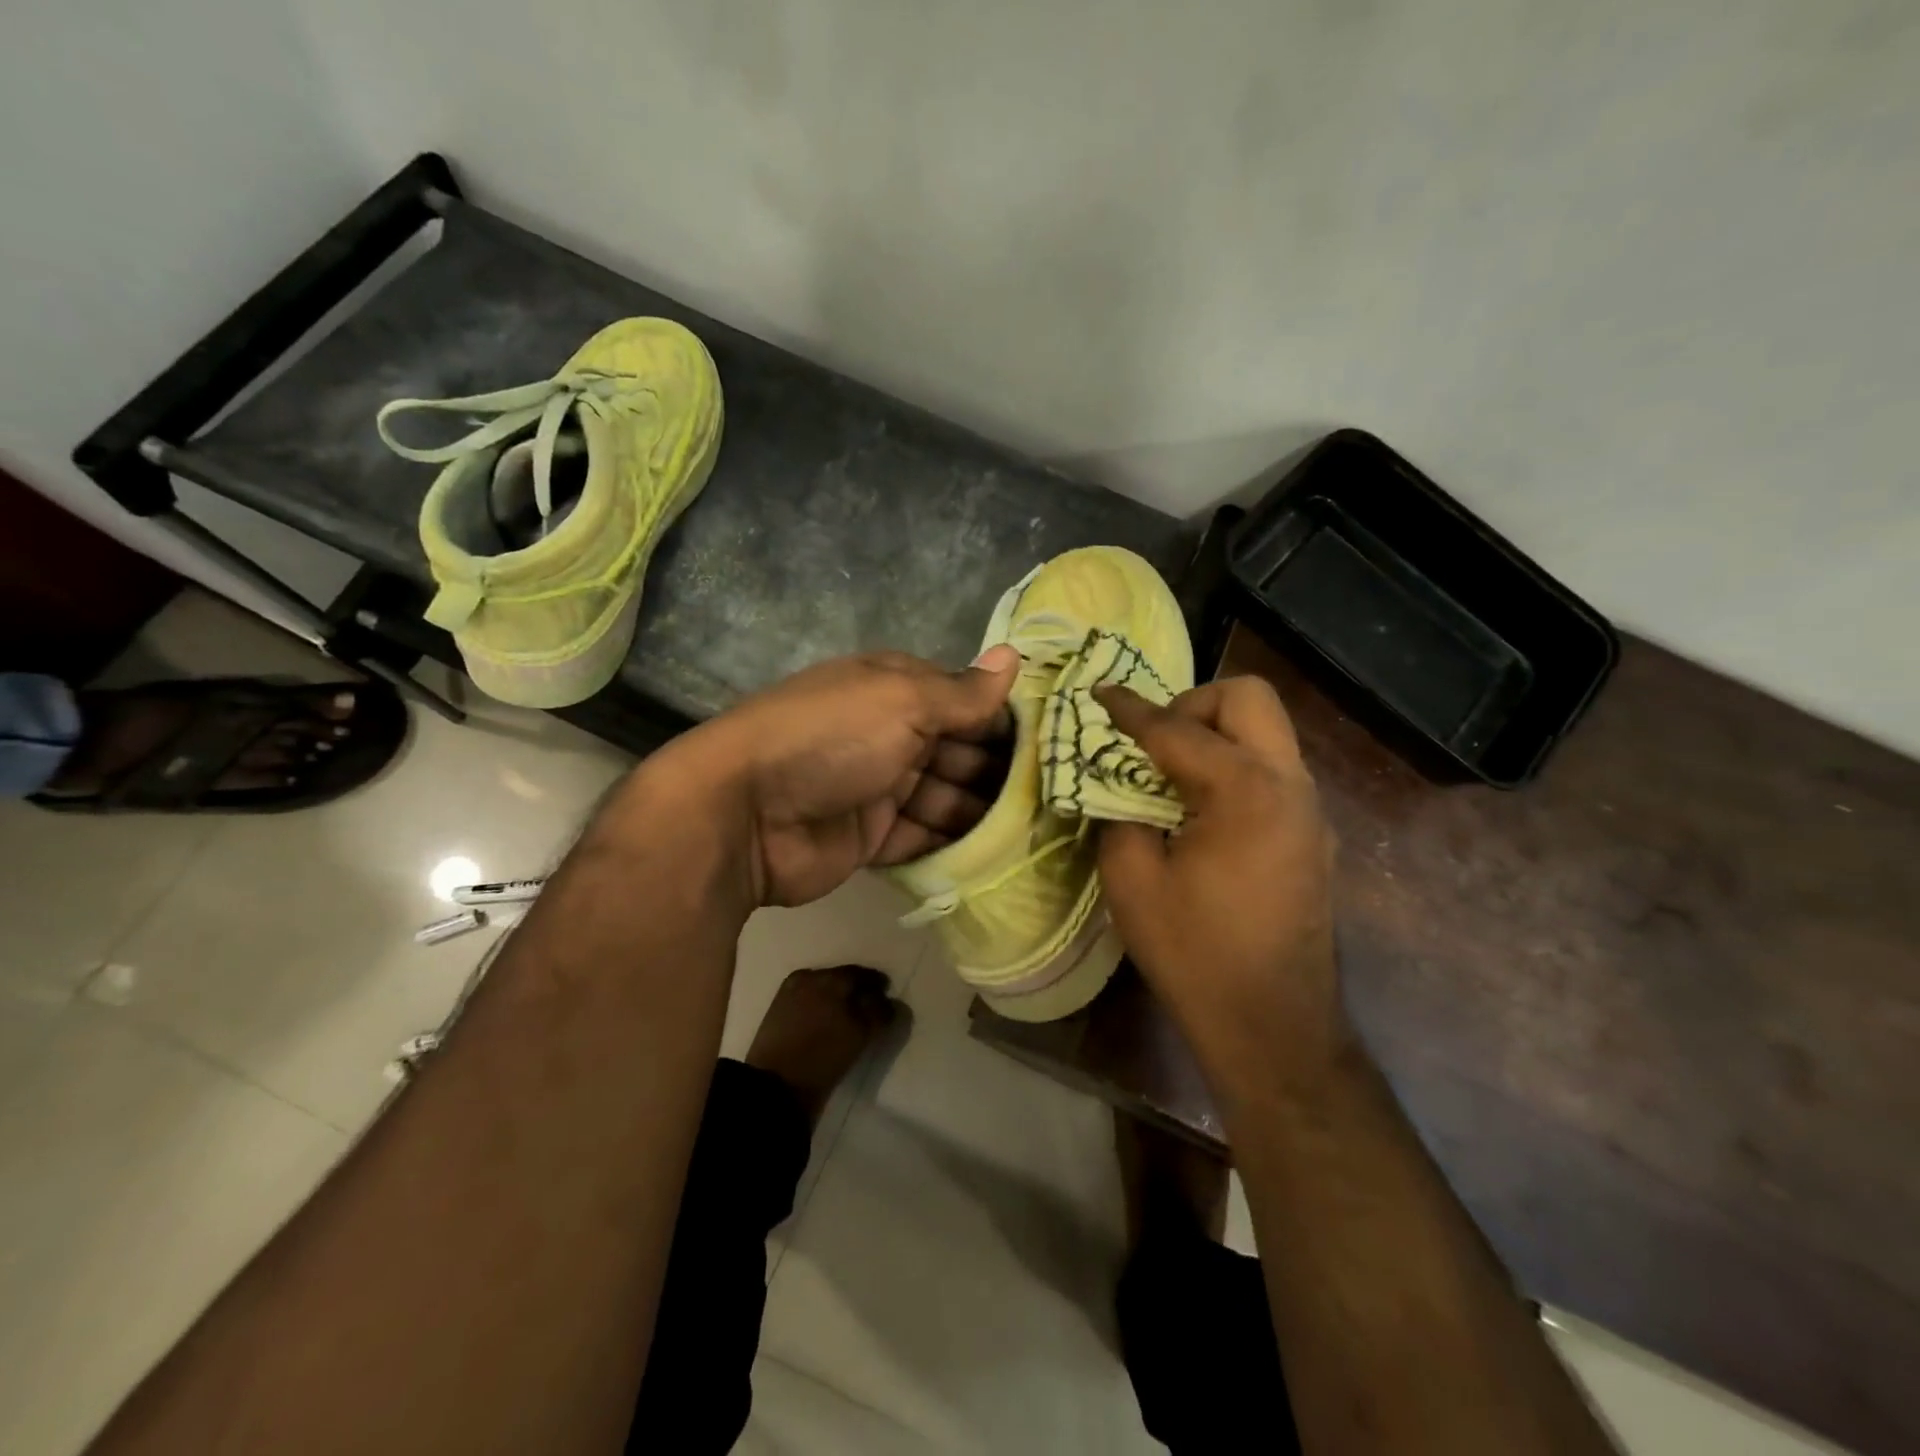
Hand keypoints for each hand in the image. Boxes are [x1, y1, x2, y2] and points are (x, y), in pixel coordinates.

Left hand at [662, 647, 1019, 907]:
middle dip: (998, 771)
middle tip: (1053, 797)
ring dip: (982, 810)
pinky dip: (954, 843)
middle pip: (957, 751)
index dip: (1003, 720)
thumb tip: (1014, 656)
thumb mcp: (900, 701)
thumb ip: (961, 692)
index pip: (962, 700)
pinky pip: (923, 837)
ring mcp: (878, 788)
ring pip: (944, 797)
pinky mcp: (870, 837)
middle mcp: (888, 733)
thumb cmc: (829, 739)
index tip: (1051, 745)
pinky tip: (996, 854)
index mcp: (893, 689)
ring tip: (1036, 830)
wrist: (743, 813)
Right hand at [1095, 676, 1345, 1083]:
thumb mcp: (1132, 881)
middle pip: (1248, 698)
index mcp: (1245, 790)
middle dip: (1193, 705)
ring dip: (1216, 735)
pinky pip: (1272, 771)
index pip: (1176, 727)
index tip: (1100, 693)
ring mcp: (1309, 810)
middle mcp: (1289, 785)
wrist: (1273, 1026)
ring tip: (1171, 777)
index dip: (1130, 708)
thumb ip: (1119, 814)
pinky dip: (1233, 768)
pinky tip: (1201, 813)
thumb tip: (1118, 789)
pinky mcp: (1312, 836)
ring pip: (1266, 733)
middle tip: (1153, 744)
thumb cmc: (1195, 953)